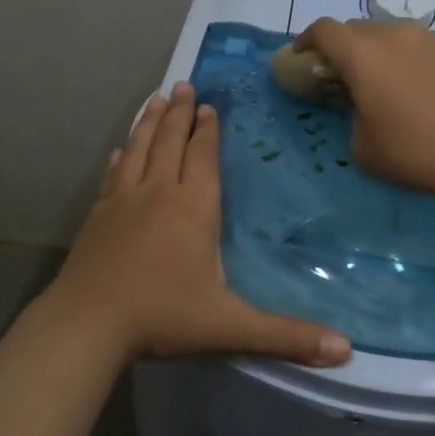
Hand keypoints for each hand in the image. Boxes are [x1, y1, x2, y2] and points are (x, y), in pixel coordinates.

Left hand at [41, 83, 351, 367]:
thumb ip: (287, 336)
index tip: (209, 106)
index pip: (203, 157)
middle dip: (179, 113)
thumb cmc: (162, 318)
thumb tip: (347, 350)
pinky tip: (120, 150)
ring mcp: (122, 201)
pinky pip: (112, 174)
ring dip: (149, 123)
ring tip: (155, 100)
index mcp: (193, 209)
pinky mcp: (97, 215)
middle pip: (170, 142)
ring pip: (139, 149)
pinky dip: (121, 156)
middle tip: (183, 85)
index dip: (208, 130)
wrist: (87, 324)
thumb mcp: (231, 328)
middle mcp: (157, 193)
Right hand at [292, 18, 434, 197]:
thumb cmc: (413, 151)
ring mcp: (427, 38)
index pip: (324, 30)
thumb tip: (362, 104)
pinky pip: (416, 45)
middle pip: (356, 29)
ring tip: (381, 79)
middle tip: (342, 75)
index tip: (302, 56)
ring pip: (389, 33)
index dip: (307, 40)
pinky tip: (414, 85)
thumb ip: (351, 115)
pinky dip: (405, 57)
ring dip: (375, 50)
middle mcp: (393, 35)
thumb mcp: (362, 146)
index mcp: (362, 55)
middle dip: (342, 47)